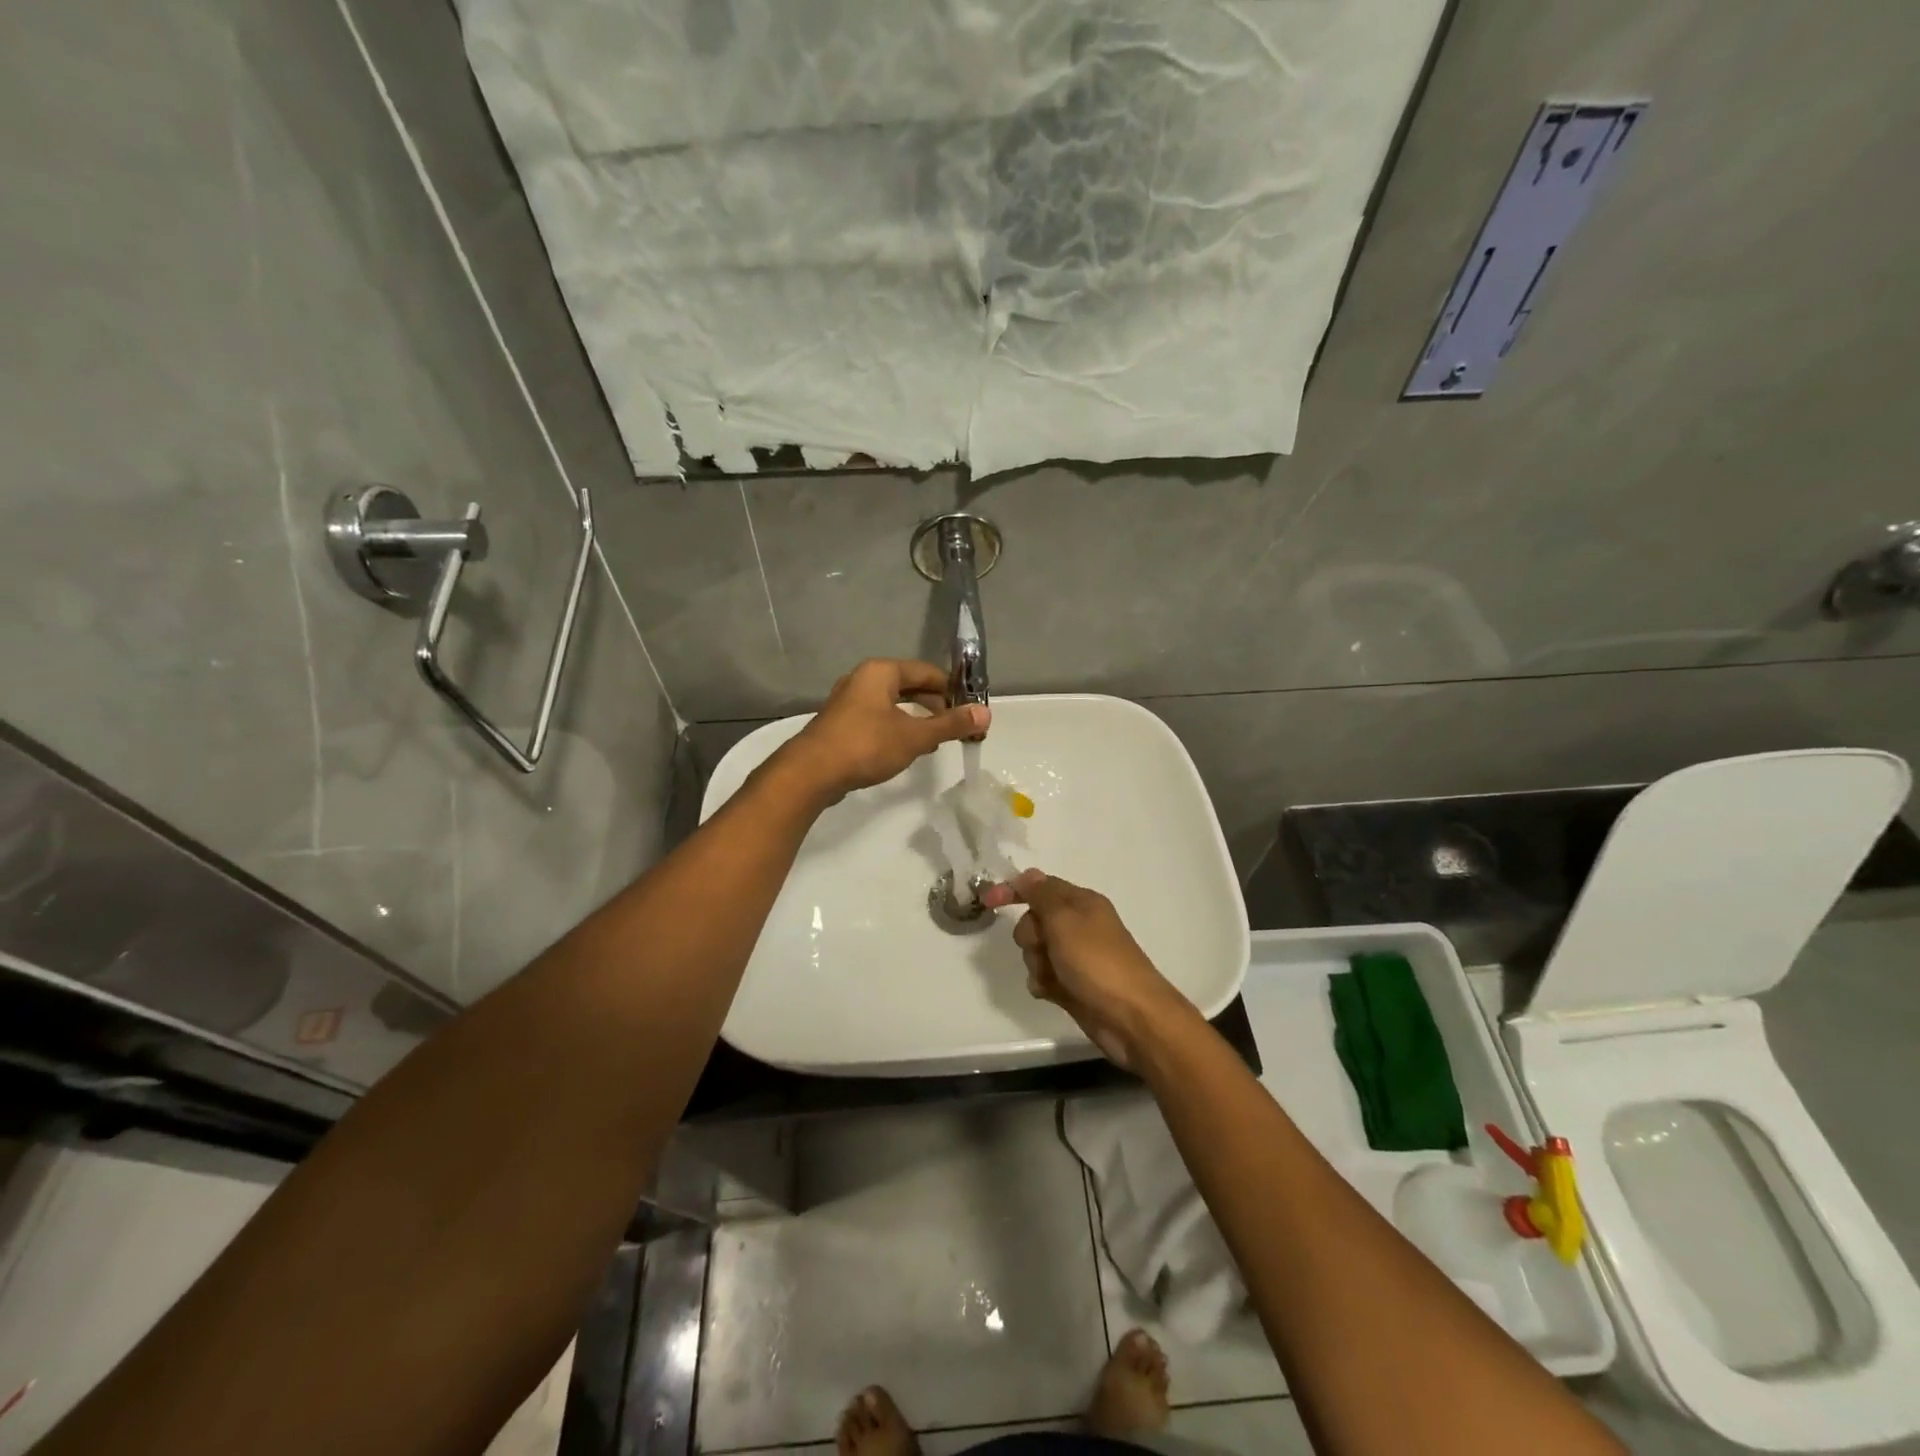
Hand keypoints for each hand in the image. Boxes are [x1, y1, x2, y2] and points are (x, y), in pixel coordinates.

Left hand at [781, 659, 987, 801]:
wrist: (811, 773)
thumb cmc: (866, 745)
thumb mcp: (915, 736)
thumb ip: (950, 724)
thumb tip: (986, 713)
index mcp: (881, 672)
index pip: (927, 672)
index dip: (952, 690)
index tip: (969, 712)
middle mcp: (863, 679)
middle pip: (909, 685)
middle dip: (935, 705)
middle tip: (955, 728)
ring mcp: (848, 701)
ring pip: (893, 703)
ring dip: (916, 719)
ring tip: (934, 740)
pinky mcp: (841, 723)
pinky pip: (878, 718)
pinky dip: (896, 728)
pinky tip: (905, 749)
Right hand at [979, 869, 1192, 1068]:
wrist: (1132, 1017)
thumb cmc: (1097, 962)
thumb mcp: (1065, 920)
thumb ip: (1042, 895)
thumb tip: (1028, 874)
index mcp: (1081, 903)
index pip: (1040, 886)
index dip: (1013, 890)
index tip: (988, 901)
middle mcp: (1078, 926)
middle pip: (1033, 921)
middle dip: (1030, 935)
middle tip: (1044, 946)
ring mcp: (1076, 957)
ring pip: (1036, 951)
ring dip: (1036, 963)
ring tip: (1053, 976)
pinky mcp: (1073, 985)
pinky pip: (1043, 976)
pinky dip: (1044, 984)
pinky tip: (1052, 993)